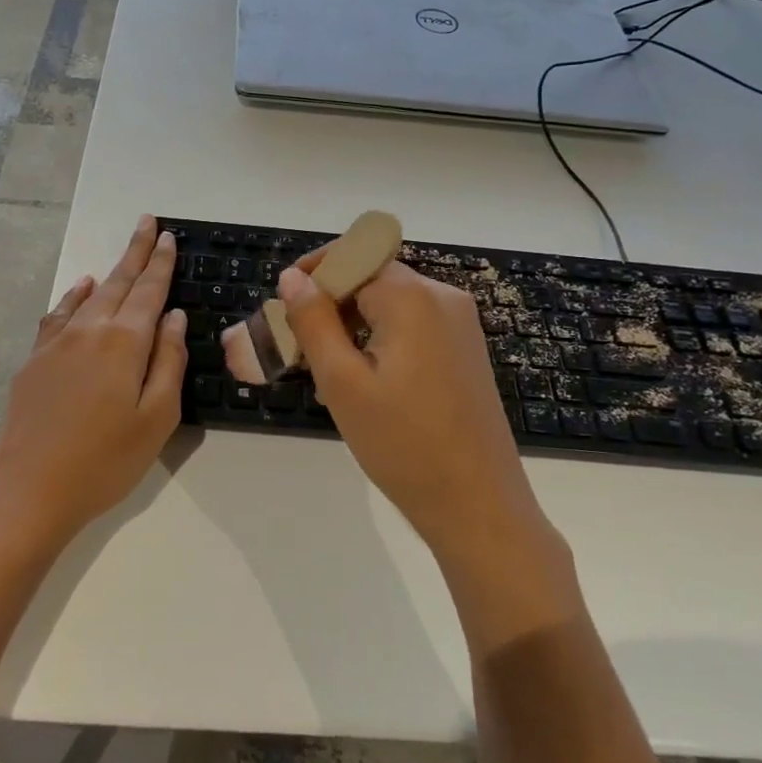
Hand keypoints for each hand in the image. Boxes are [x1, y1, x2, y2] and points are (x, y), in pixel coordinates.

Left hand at [0, 215, 188, 550]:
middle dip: (136, 252)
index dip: (160, 263)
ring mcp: (56, 343)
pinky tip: (82, 288)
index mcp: (124, 343)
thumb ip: (169, 362)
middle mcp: (89, 331)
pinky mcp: (35, 360)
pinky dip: (75, 296)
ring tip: (125, 252)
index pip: (148, 291)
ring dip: (111, 271)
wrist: (30, 491)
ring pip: (90, 296)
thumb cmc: (106, 461)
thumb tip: (172, 317)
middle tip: (147, 223)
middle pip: (119, 283)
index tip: (167, 235)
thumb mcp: (157, 418)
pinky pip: (59, 314)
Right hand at [277, 258, 545, 556]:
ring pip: (390, 301)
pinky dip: (379, 336)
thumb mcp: (343, 383)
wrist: (478, 505)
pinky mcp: (465, 349)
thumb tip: (292, 277)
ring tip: (324, 367)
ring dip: (352, 321)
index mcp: (412, 297)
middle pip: (372, 275)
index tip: (282, 306)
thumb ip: (313, 321)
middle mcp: (442, 297)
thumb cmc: (403, 445)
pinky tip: (362, 377)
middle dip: (330, 301)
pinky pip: (412, 323)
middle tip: (297, 344)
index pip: (351, 257)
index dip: (312, 273)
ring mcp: (459, 323)